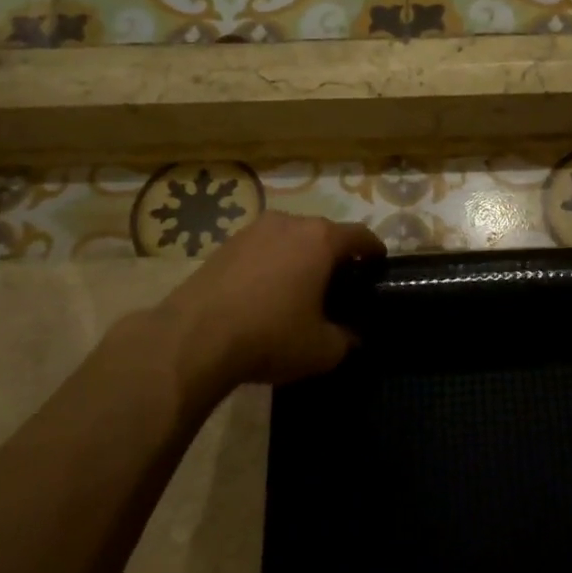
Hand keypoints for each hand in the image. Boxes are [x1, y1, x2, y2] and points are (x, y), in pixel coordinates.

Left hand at [151, 212, 385, 397]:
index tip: (378, 266)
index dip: (374, 251)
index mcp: (321, 239)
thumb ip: (347, 338)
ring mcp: (253, 230)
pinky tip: (265, 293)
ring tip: (300, 289)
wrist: (193, 338)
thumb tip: (353, 335)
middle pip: (324, 234)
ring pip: (290, 239)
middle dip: (335, 256)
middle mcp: (289, 223)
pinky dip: (271, 264)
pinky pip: (262, 249)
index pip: (360, 236)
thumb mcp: (323, 349)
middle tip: (339, 285)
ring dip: (300, 258)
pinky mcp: (224, 244)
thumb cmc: (270, 336)